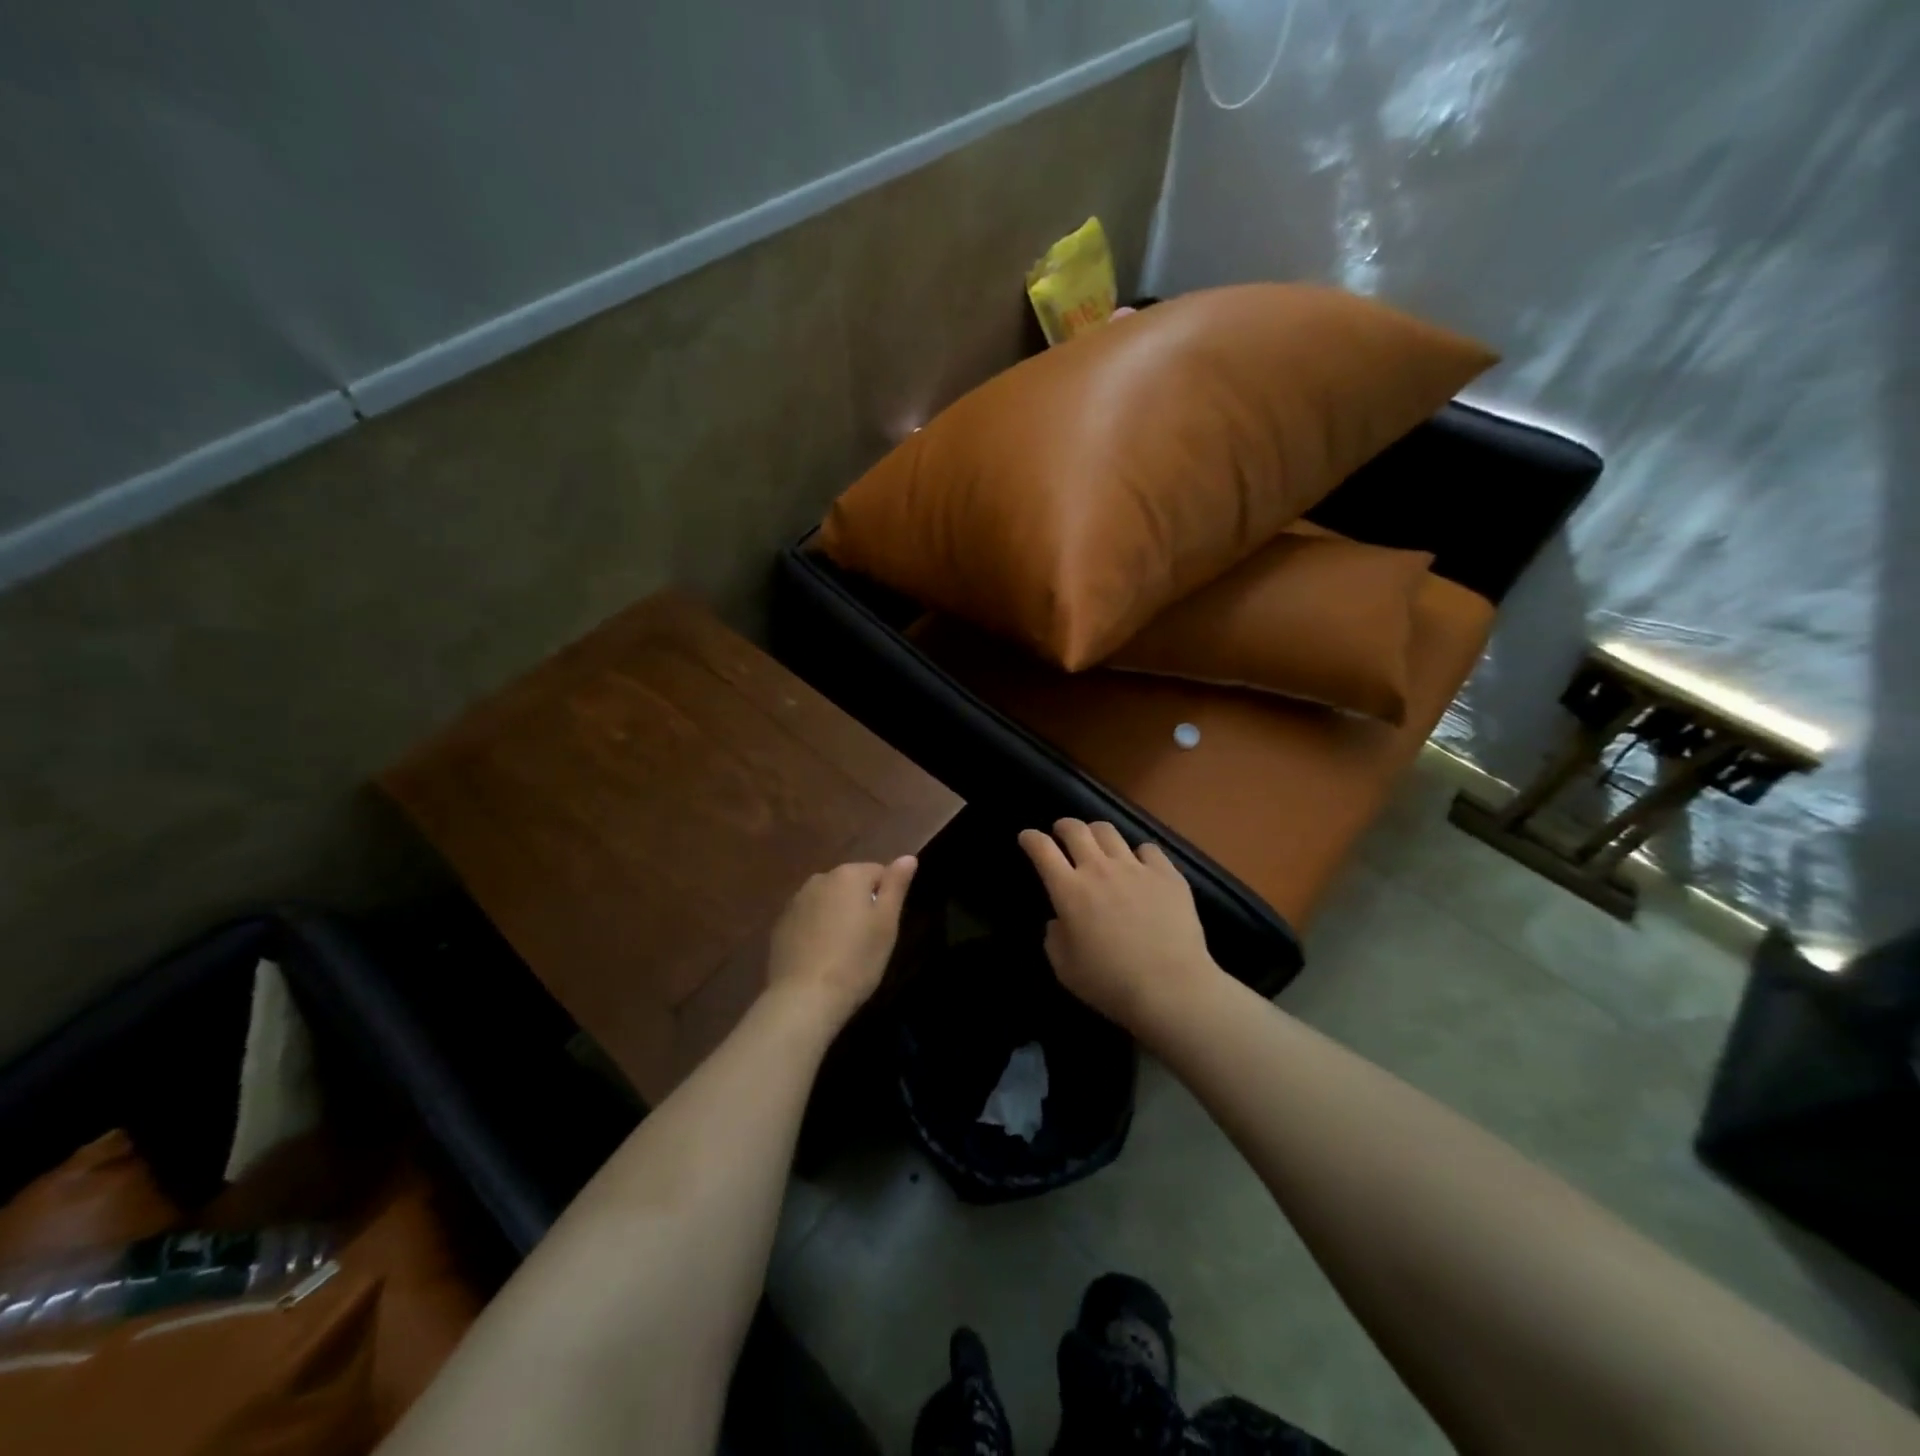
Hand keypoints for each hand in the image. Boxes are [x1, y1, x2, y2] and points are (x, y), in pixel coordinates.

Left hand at [765, 856, 917, 1028]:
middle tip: (868, 940)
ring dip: (837, 916)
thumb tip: (908, 857)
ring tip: (844, 950)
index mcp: (849, 875)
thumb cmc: (856, 960)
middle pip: (850, 884)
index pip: (879, 872)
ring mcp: (795, 901)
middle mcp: (820, 879)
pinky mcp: (780, 925)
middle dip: (861, 904)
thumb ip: (896, 885)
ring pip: (828, 901)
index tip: (885, 927)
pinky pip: (808, 919)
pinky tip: (821, 957)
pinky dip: (816, 930)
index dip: (887, 898)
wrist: (804, 998)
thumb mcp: (886, 923)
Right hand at [1018, 820, 1219, 1033]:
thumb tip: (1059, 921)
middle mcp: (1099, 869)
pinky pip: (1148, 848)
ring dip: (1096, 833)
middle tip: (1062, 833)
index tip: (1027, 837)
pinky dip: (1138, 853)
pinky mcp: (1167, 874)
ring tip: (1098, 843)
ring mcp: (1135, 867)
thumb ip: (1054, 938)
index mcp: (1069, 890)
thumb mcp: (1065, 969)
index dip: (1031, 838)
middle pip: (1075, 829)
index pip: (1042, 849)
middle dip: (1063, 826)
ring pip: (1109, 831)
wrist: (1171, 988)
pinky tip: (1140, 865)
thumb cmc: (1111, 984)